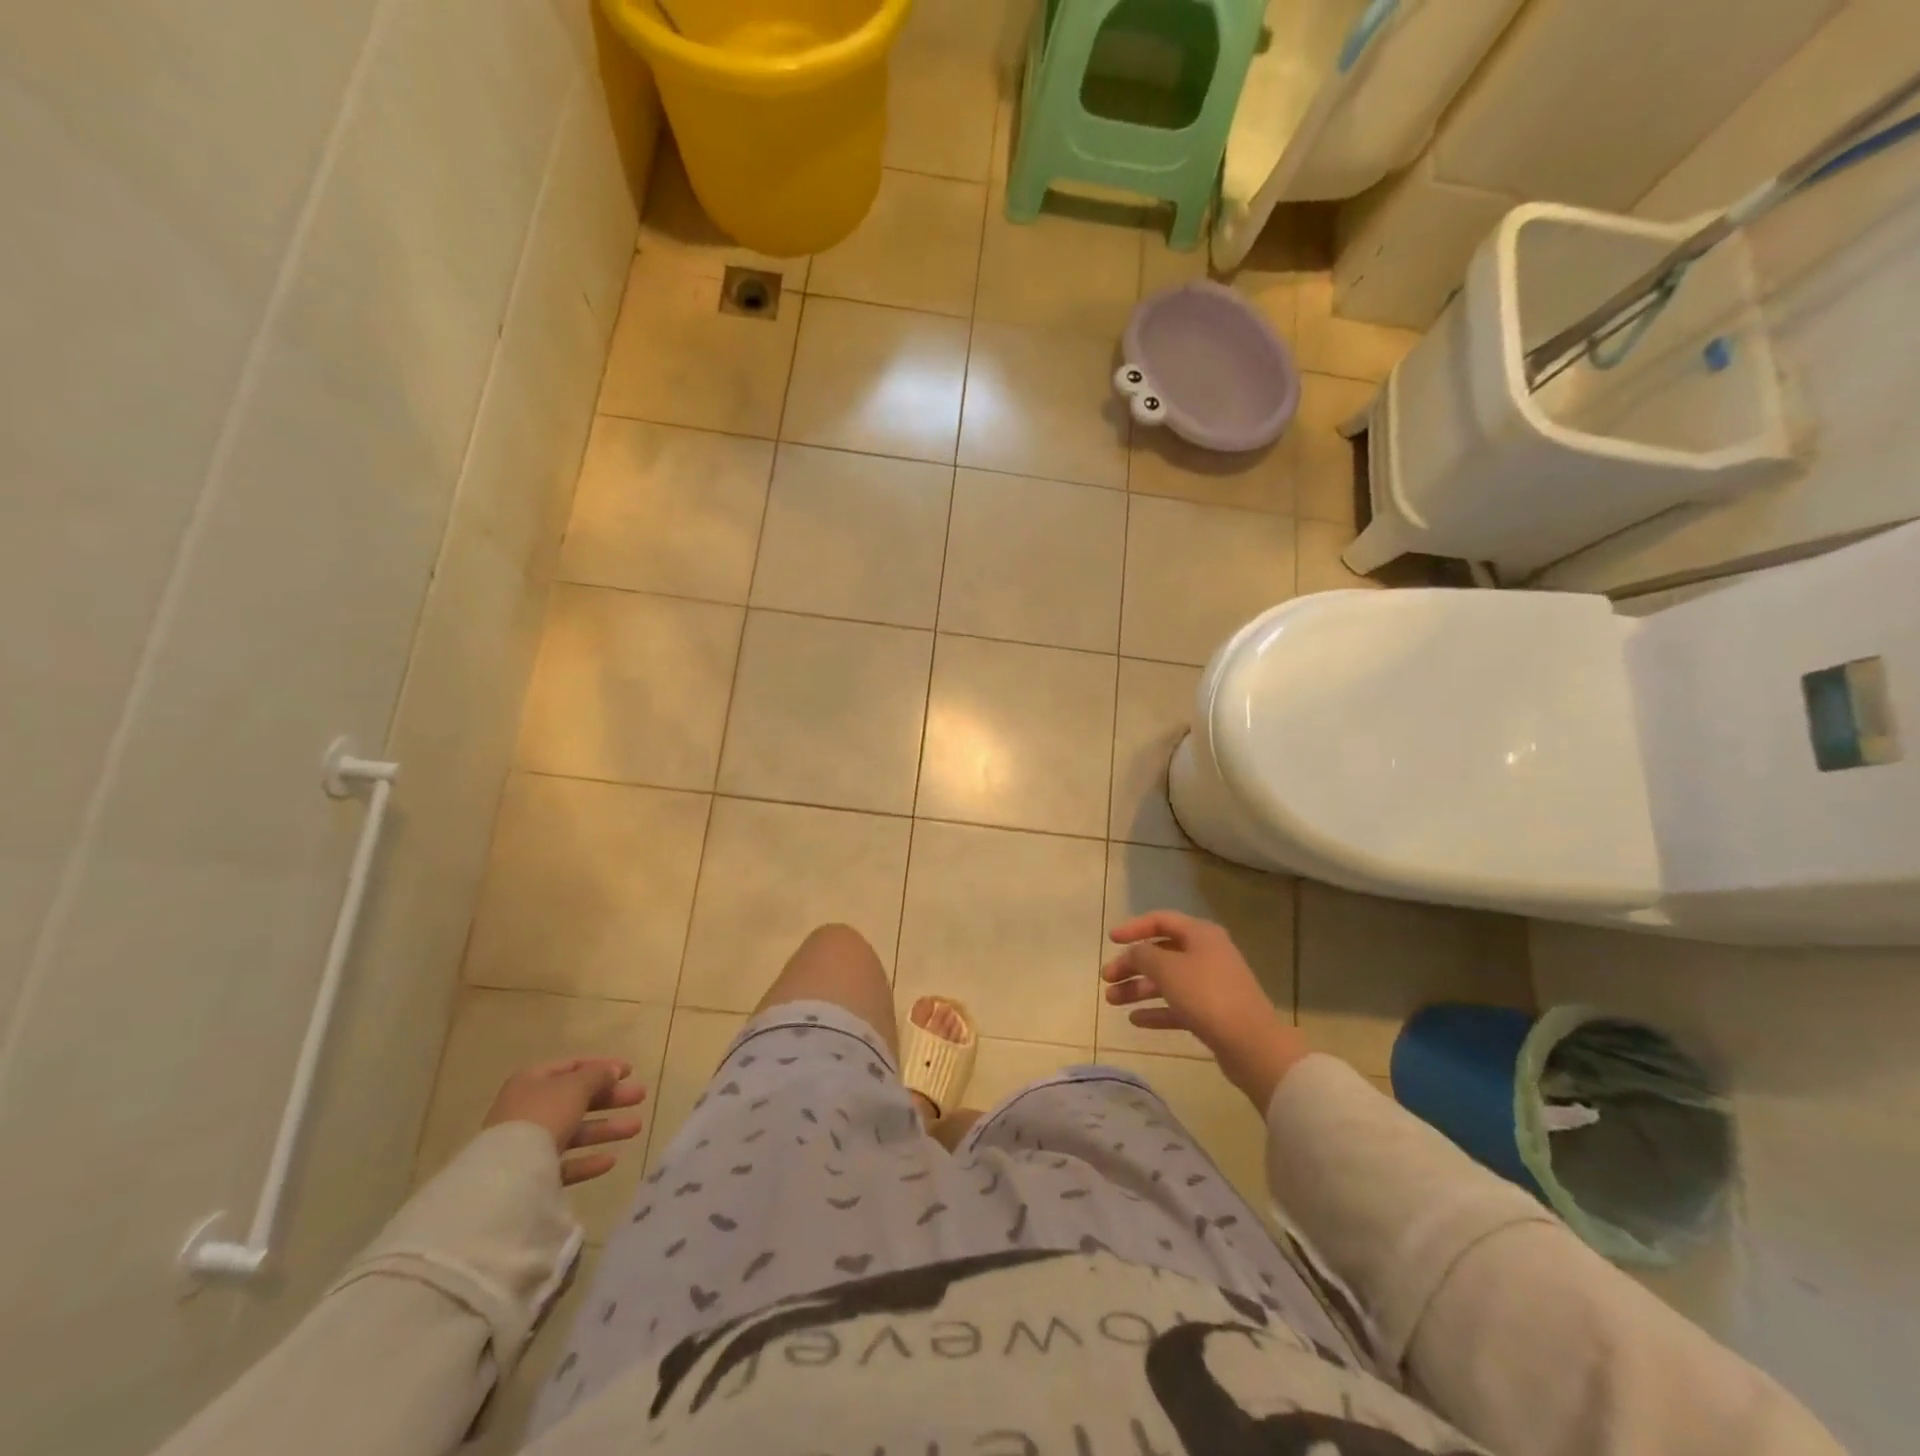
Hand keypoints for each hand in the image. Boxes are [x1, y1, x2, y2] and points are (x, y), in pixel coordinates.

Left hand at [483, 1058, 646, 1185]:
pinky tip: (611, 1160)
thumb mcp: (575, 1087)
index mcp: (532, 1081)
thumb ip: (597, 1075)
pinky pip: (564, 1163)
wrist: (507, 1174)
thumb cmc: (544, 1115)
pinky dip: (587, 1160)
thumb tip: (612, 1070)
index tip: (630, 1071)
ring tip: (636, 1128)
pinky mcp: (530, 1175)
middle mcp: (528, 1109)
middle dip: (611, 1098)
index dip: (602, 1067)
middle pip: (576, 1099)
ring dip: (606, 1128)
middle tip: (640, 1097)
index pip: (572, 1067)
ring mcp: (527, 1143)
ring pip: (574, 1131)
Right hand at [1103, 911, 1308, 1108]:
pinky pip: (1178, 1006)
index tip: (1111, 940)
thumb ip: (1143, 955)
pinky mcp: (1213, 1013)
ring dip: (1139, 988)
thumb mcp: (1167, 969)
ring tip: (1112, 1000)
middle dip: (1132, 964)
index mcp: (1200, 934)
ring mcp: (1211, 985)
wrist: (1252, 1044)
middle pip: (1161, 953)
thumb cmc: (1207, 995)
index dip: (1134, 928)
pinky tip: (1135, 1020)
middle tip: (1107, 978)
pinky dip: (1156, 1010)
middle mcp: (1207, 954)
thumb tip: (1134, 952)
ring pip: (1167, 981)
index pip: (1161, 920)